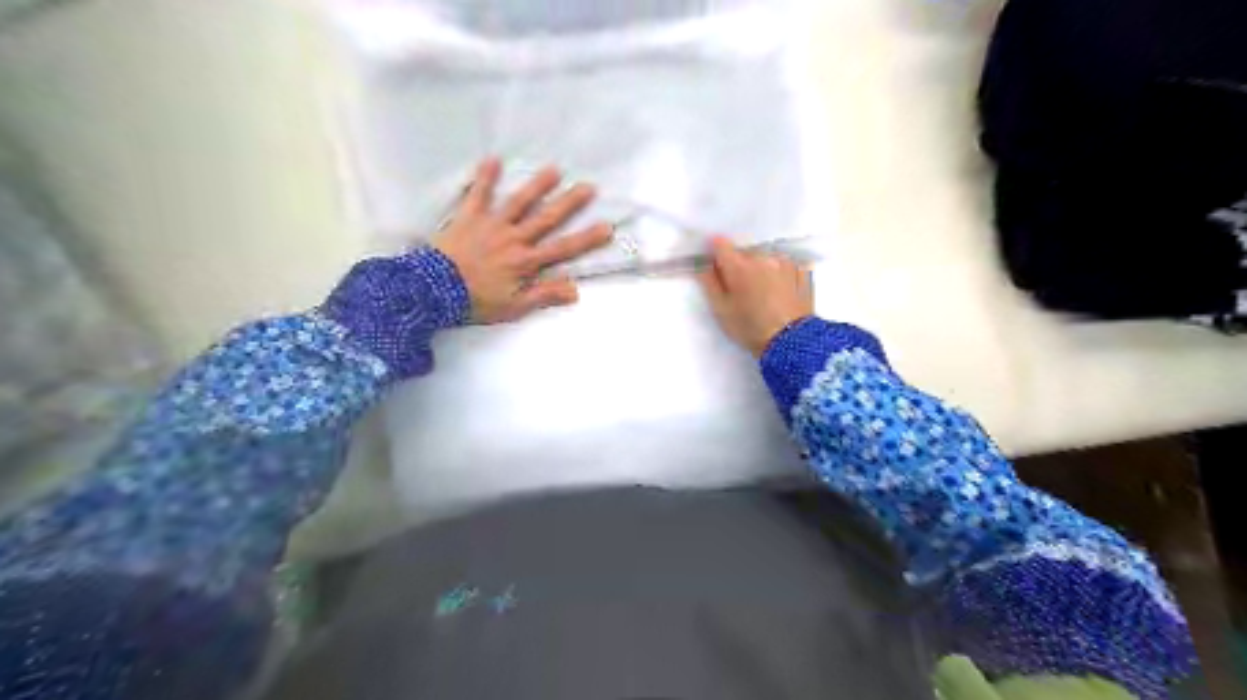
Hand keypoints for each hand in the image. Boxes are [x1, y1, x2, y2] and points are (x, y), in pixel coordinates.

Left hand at [436, 155, 613, 322]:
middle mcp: (514, 238)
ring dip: (537, 186)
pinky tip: (492, 159)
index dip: (587, 239)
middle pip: (547, 219)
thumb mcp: (514, 307)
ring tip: (554, 169)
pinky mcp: (468, 217)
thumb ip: (544, 295)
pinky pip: (478, 194)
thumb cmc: (476, 301)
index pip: (563, 249)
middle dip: (570, 203)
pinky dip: (484, 177)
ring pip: (519, 202)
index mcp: (526, 262)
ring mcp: (491, 225)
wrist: (433, 290)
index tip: (607, 227)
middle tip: (588, 187)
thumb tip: (575, 289)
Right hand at [696, 239, 815, 357]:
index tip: (716, 265)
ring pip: (766, 258)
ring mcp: (785, 262)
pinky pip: (785, 265)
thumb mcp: (721, 311)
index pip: (720, 244)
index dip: (715, 252)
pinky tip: (781, 291)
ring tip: (764, 292)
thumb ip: (709, 284)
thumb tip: (704, 265)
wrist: (792, 341)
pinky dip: (780, 273)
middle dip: (740, 265)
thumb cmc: (750, 328)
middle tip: (741, 289)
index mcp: (738, 265)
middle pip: (744, 252)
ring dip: (761, 268)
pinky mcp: (802, 270)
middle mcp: (762, 257)